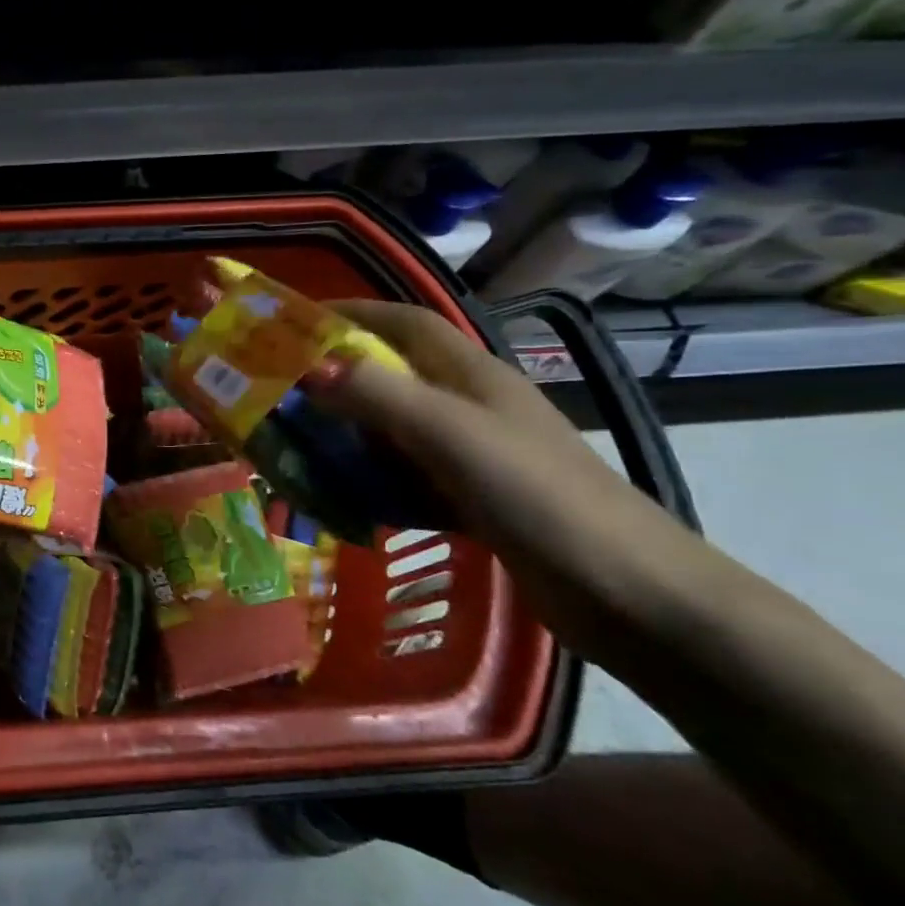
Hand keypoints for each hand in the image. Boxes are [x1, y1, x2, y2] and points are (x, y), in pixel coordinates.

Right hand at [304, 299, 700, 654]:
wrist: (628, 593)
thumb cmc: (537, 496)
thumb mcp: (451, 435)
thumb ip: (379, 395)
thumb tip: (309, 366)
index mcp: (469, 375)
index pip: (403, 322)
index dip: (351, 312)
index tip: (292, 321)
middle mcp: (469, 405)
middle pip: (390, 375)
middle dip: (333, 378)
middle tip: (276, 394)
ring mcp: (472, 454)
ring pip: (392, 429)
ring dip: (346, 434)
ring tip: (294, 449)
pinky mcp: (473, 498)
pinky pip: (404, 476)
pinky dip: (370, 482)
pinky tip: (343, 502)